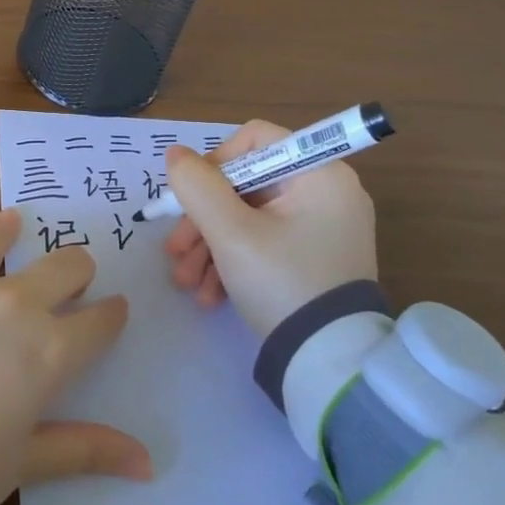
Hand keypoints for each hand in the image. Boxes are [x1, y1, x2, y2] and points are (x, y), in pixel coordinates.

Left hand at [0, 209, 151, 504]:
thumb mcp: (22, 465)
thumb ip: (84, 451)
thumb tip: (147, 463)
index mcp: (48, 351)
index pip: (99, 322)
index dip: (111, 316)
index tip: (114, 312)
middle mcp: (14, 304)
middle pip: (65, 266)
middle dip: (77, 271)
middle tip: (73, 279)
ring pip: (0, 240)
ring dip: (12, 232)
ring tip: (16, 221)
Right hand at [163, 120, 379, 337]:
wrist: (329, 364)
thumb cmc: (282, 283)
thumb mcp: (230, 234)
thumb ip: (197, 187)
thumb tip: (175, 154)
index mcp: (320, 173)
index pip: (256, 140)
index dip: (215, 163)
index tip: (190, 198)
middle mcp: (327, 192)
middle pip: (247, 184)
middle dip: (204, 218)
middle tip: (176, 250)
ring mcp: (323, 226)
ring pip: (250, 216)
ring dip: (211, 244)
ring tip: (186, 280)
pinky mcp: (315, 256)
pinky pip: (266, 241)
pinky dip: (234, 260)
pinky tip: (209, 293)